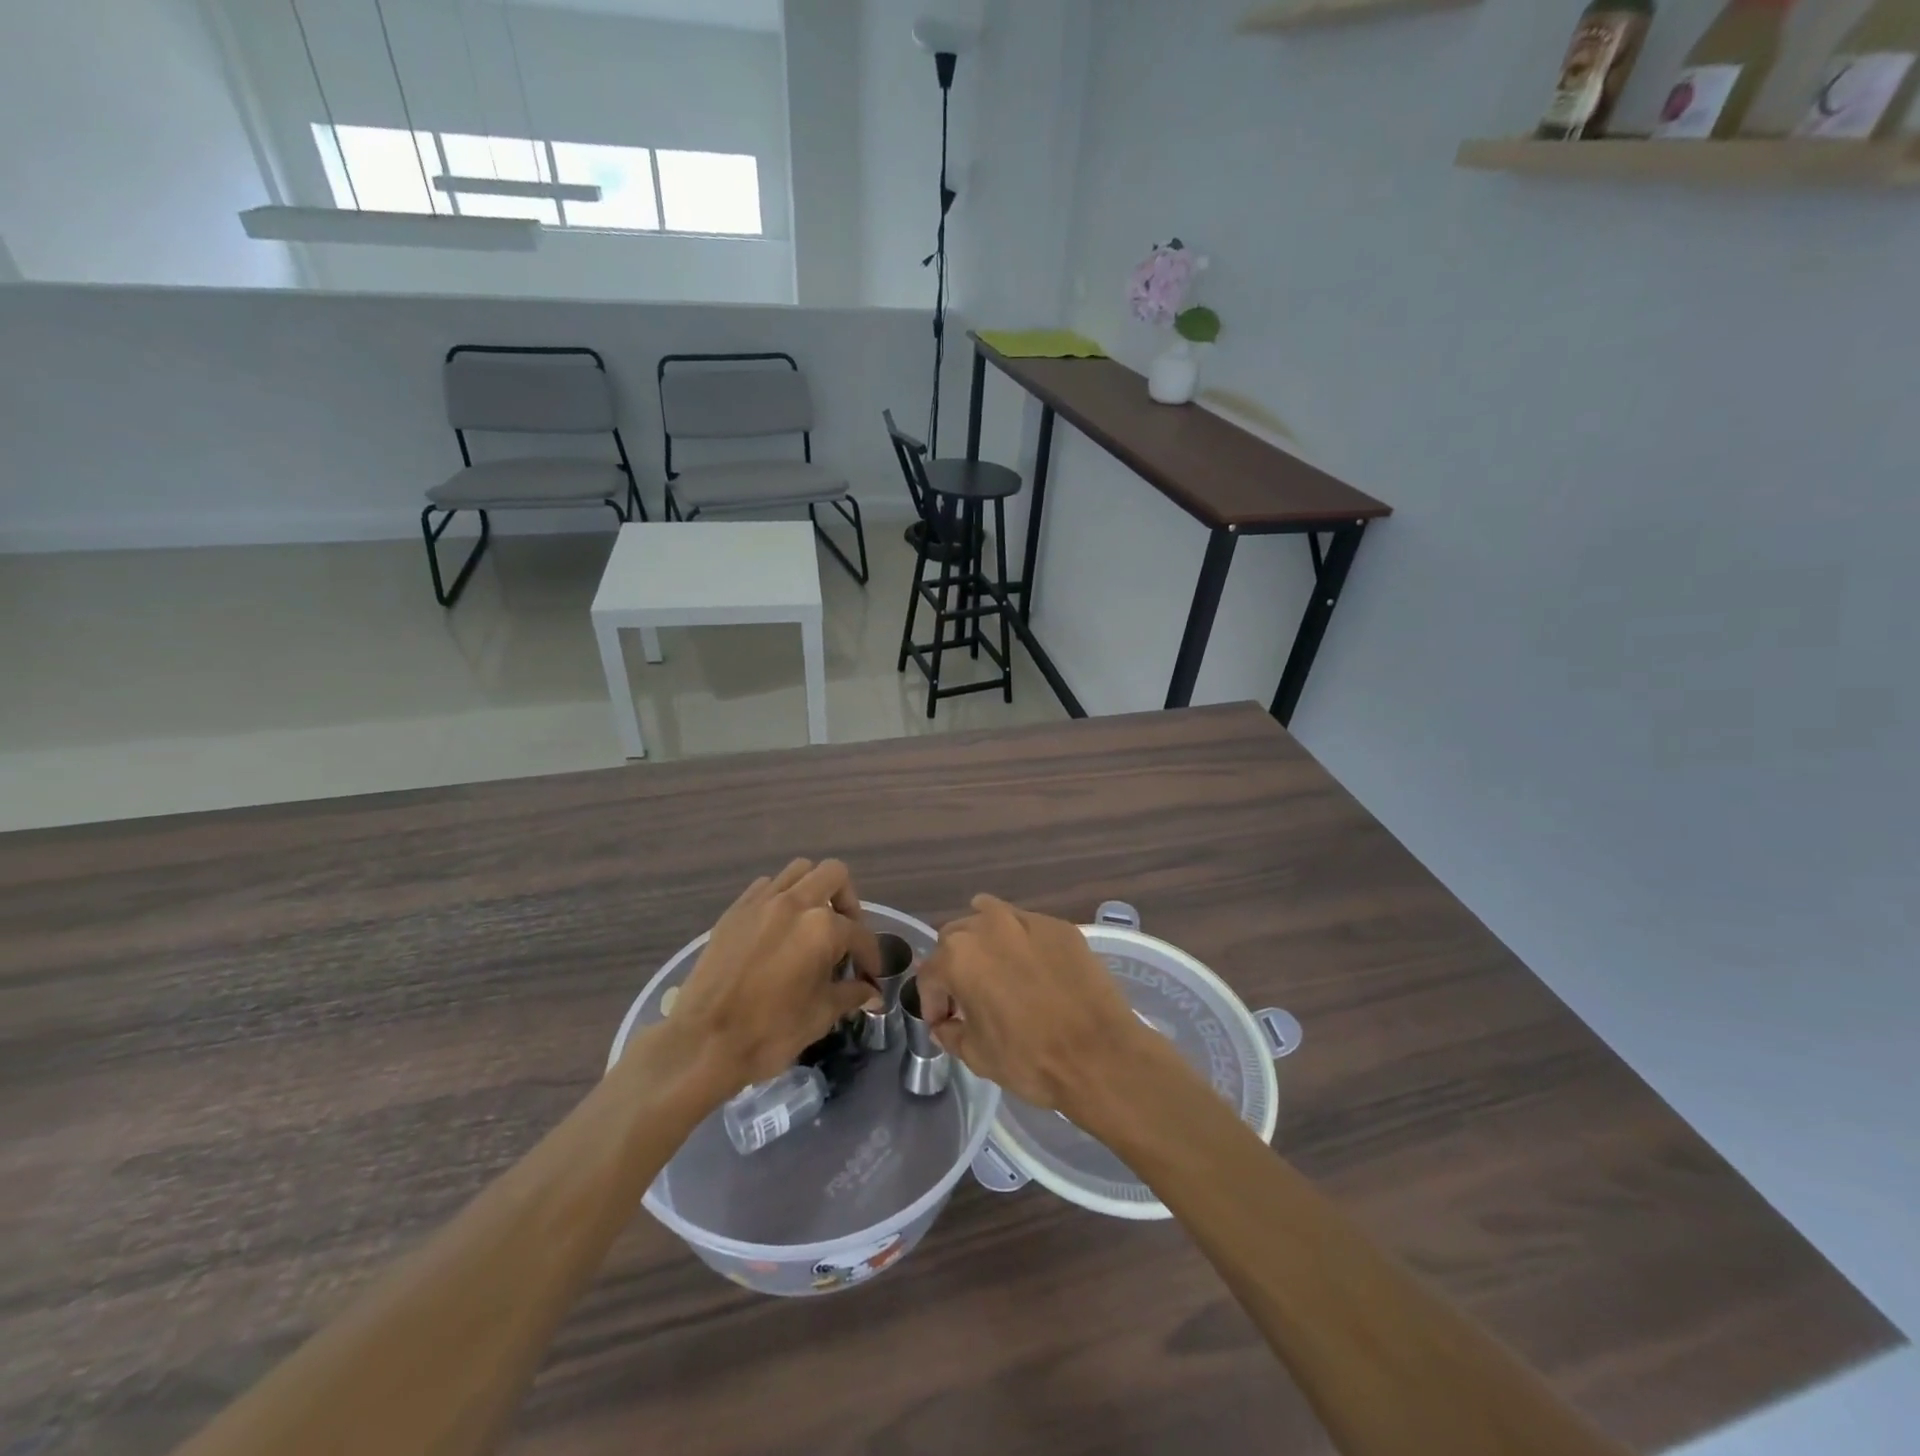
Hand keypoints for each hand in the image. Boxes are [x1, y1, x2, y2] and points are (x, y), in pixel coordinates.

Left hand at [667, 860, 881, 1096]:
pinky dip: (780, 898)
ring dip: (814, 890)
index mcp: (822, 927)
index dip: (871, 957)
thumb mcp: (821, 1015)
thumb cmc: (770, 1032)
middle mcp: (794, 903)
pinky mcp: (734, 911)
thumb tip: (872, 993)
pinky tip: (779, 929)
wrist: (703, 1043)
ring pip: (799, 871)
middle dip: (848, 902)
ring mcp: (761, 902)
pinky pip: (766, 886)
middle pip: (834, 875)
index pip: (860, 934)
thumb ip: (851, 994)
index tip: (870, 976)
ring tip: (812, 924)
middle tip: (845, 934)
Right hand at [917, 895, 1167, 1125]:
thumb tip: (945, 1024)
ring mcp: (1027, 921)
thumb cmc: (1029, 1058)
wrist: (1100, 1055)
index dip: (932, 1001)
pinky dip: (1022, 942)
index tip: (944, 1022)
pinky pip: (1028, 926)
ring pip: (991, 918)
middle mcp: (987, 926)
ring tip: (998, 971)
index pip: (930, 973)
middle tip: (969, 996)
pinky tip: (1035, 970)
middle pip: (956, 937)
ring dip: (985, 942)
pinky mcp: (1060, 926)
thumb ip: (950, 1032)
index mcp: (958, 956)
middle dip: (955, 965)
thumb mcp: (976, 1055)